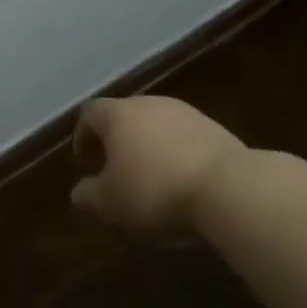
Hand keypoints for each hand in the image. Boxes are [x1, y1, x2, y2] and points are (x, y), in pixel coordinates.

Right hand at [70, 96, 243, 237]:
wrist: (227, 186)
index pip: (90, 113)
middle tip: (115, 171)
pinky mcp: (214, 128)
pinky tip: (181, 181)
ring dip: (147, 147)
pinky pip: (184, 138)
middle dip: (116, 142)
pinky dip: (175, 154)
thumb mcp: (110, 204)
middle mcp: (150, 104)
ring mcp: (185, 112)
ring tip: (151, 179)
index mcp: (118, 114)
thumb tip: (80, 192)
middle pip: (125, 116)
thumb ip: (88, 196)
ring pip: (156, 125)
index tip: (85, 163)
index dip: (83, 136)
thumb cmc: (155, 191)